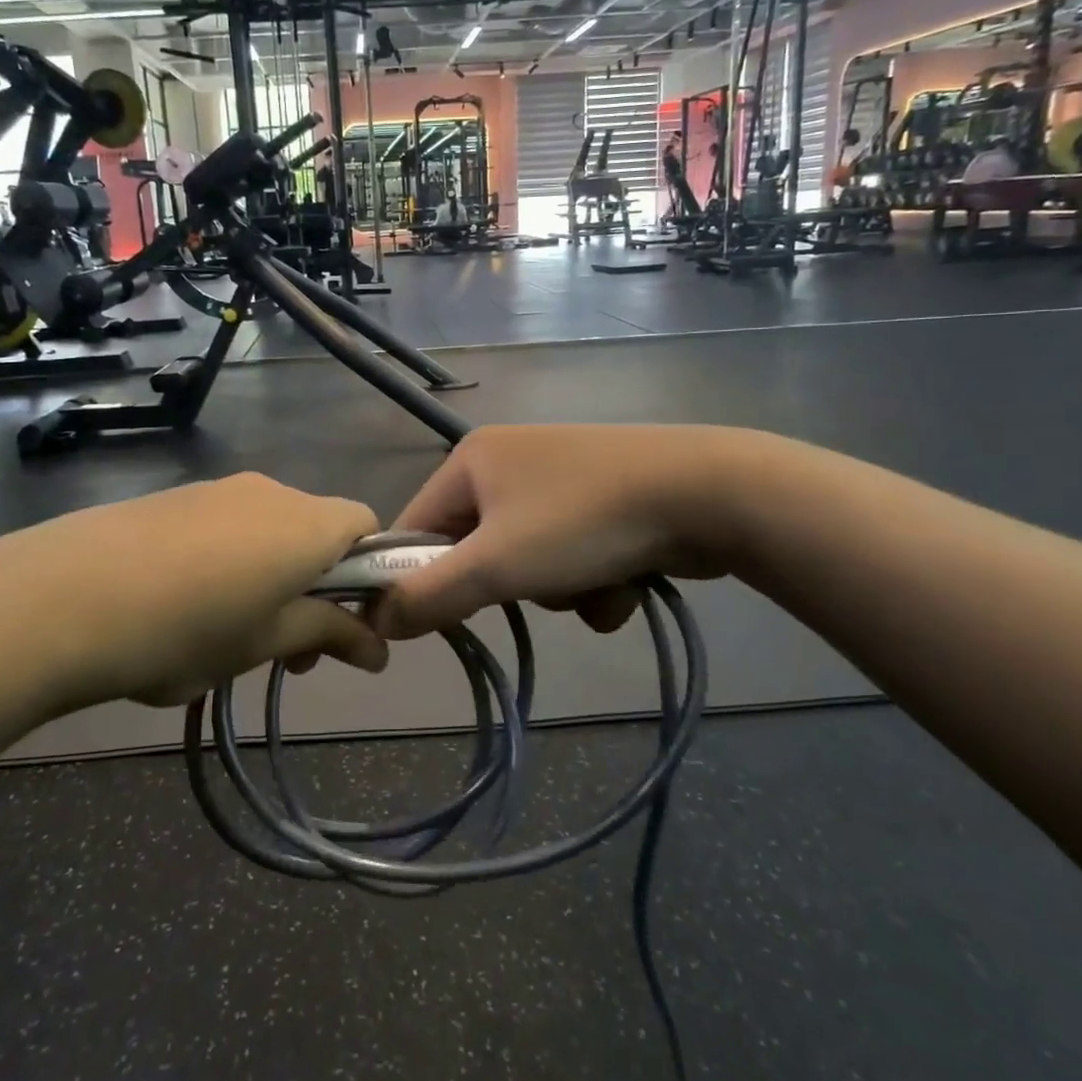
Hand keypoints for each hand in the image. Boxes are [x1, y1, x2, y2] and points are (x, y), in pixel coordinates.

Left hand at [0, 474, 385, 707]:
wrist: (62, 596)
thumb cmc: (187, 628)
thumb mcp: (266, 641)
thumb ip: (329, 635)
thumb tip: (381, 650)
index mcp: (306, 523)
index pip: (367, 525)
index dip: (369, 572)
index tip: (346, 623)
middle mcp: (271, 492)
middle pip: (317, 529)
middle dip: (318, 586)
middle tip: (291, 650)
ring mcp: (217, 488)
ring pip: (269, 529)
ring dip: (273, 576)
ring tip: (232, 637)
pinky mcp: (174, 497)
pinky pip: (226, 524)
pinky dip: (231, 561)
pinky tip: (186, 606)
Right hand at [374, 425, 766, 638]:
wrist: (706, 493)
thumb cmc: (582, 523)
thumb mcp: (495, 566)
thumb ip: (428, 595)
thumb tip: (375, 619)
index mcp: (473, 459)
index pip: (416, 526)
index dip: (417, 577)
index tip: (433, 622)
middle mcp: (510, 460)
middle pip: (476, 548)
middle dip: (508, 585)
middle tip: (531, 590)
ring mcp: (560, 478)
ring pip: (528, 561)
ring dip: (556, 590)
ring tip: (593, 582)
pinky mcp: (601, 500)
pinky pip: (571, 556)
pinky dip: (592, 579)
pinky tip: (627, 578)